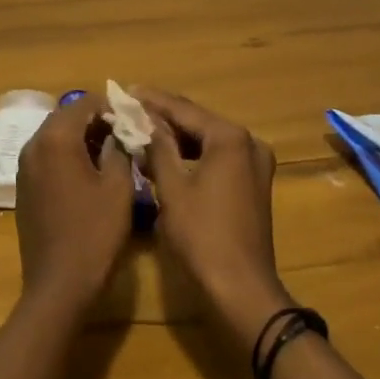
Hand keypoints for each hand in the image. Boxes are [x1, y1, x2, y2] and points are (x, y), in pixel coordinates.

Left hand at [13, 95, 134, 314]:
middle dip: (95, 121)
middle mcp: (33, 145)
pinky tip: (88, 174)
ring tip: (111, 154)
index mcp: (56, 139)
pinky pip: (46, 157)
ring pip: (55, 137)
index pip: (84, 103)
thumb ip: (120, 149)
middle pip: (66, 117)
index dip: (111, 107)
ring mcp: (24, 167)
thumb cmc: (94, 233)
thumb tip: (119, 132)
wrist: (58, 284)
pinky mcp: (23, 188)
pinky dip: (66, 156)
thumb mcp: (119, 188)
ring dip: (81, 138)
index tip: (133, 120)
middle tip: (125, 136)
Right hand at [135, 89, 291, 346]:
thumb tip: (144, 121)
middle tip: (129, 107)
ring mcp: (254, 164)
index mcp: (230, 138)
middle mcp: (248, 143)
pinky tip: (165, 154)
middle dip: (163, 116)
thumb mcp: (172, 188)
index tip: (125, 90)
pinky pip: (217, 158)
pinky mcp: (252, 184)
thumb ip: (158, 147)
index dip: (152, 101)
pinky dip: (191, 155)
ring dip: (176, 136)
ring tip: (141, 128)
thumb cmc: (202, 235)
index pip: (184, 110)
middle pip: (198, 121)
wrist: (240, 288)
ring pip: (207, 140)